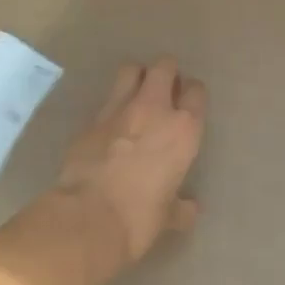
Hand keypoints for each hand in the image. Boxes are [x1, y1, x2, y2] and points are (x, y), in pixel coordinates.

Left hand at [52, 57, 205, 267]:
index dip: (192, 93)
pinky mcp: (91, 119)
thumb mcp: (167, 216)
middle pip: (164, 66)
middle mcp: (154, 109)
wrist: (87, 218)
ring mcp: (119, 109)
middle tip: (164, 90)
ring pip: (131, 70)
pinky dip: (112, 105)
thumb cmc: (139, 218)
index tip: (187, 102)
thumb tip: (190, 209)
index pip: (196, 91)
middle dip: (166, 72)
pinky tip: (111, 124)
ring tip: (137, 94)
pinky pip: (106, 100)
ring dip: (137, 77)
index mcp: (183, 129)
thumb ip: (181, 207)